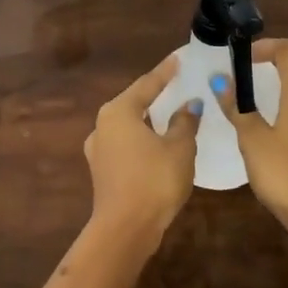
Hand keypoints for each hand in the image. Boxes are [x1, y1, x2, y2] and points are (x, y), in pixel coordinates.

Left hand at [83, 54, 201, 243]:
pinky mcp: (102, 171)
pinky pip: (126, 145)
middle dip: (155, 95)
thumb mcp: (179, 148)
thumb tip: (189, 105)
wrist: (125, 229)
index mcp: (118, 112)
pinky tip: (158, 143)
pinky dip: (143, 139)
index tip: (179, 58)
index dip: (166, 72)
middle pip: (133, 103)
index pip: (147, 84)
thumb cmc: (154, 180)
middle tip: (177, 84)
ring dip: (148, 119)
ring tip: (171, 112)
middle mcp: (102, 126)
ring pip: (128, 126)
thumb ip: (184, 122)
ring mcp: (98, 150)